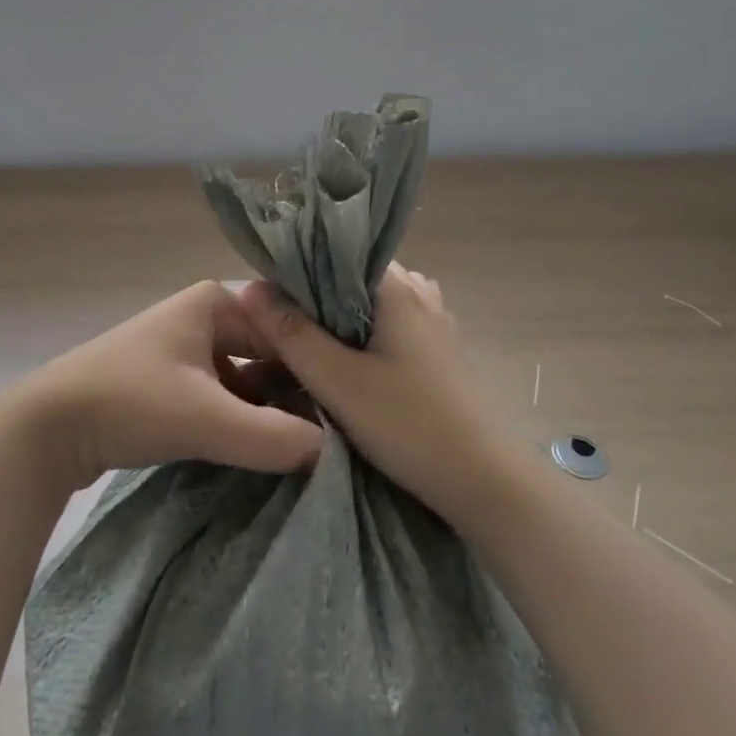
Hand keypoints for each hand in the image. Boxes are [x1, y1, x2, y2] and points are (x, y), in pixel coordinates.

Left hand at [13, 281, 323, 491]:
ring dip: (266, 411)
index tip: (347, 411)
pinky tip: (261, 449)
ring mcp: (185, 348)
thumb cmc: (130, 402)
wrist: (45, 428)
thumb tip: (331, 451)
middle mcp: (204, 316)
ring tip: (303, 448)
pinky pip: (221, 395)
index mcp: (216, 301)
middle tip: (332, 437)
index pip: (285, 333)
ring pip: (244, 379)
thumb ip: (272, 437)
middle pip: (266, 356)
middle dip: (292, 394)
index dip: (314, 372)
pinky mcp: (169, 381)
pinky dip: (240, 419)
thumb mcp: (206, 420)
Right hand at [240, 264, 519, 528]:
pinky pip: (392, 325)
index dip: (295, 272)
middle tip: (279, 326)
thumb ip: (292, 334)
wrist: (487, 481)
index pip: (334, 255)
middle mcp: (418, 290)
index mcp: (395, 285)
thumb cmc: (409, 424)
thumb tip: (248, 289)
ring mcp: (435, 319)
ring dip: (341, 319)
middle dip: (315, 299)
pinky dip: (367, 335)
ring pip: (372, 304)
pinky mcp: (441, 350)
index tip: (265, 296)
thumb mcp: (339, 382)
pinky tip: (350, 361)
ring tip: (308, 343)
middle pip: (352, 279)